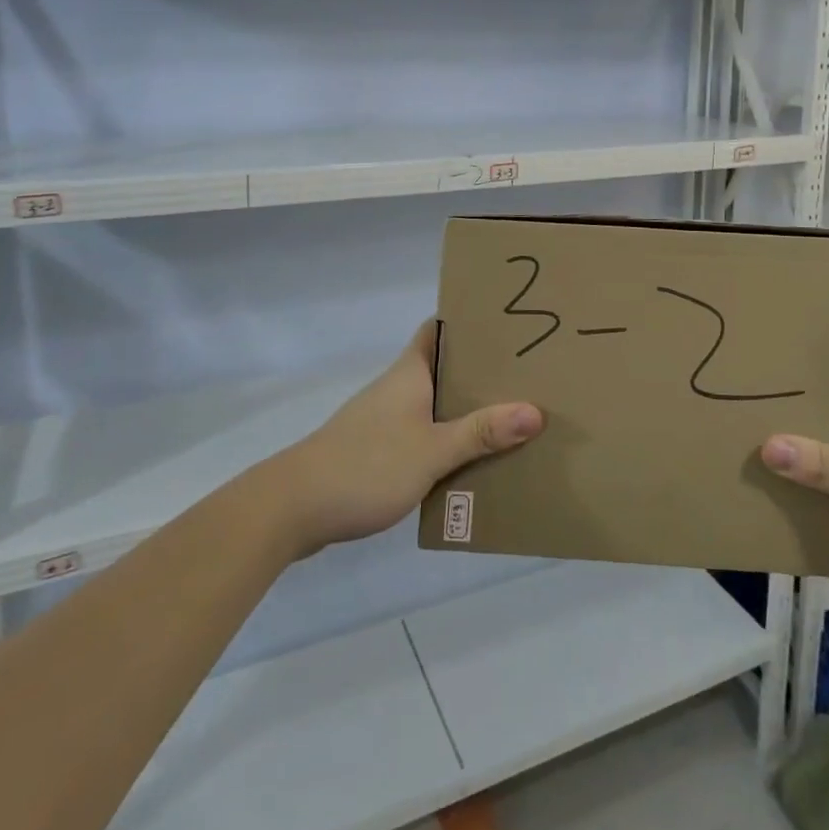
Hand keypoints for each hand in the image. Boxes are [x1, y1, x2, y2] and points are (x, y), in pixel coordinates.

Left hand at [271, 321, 543, 556]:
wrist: (293, 508)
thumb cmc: (366, 465)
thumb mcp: (432, 450)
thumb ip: (481, 432)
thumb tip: (535, 411)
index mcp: (409, 373)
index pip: (438, 328)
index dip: (469, 321)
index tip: (507, 322)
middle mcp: (397, 388)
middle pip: (443, 368)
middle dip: (480, 371)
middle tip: (525, 374)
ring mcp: (383, 420)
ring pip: (433, 404)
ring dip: (464, 410)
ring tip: (509, 417)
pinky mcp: (375, 451)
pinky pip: (421, 435)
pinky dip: (445, 441)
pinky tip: (469, 462)